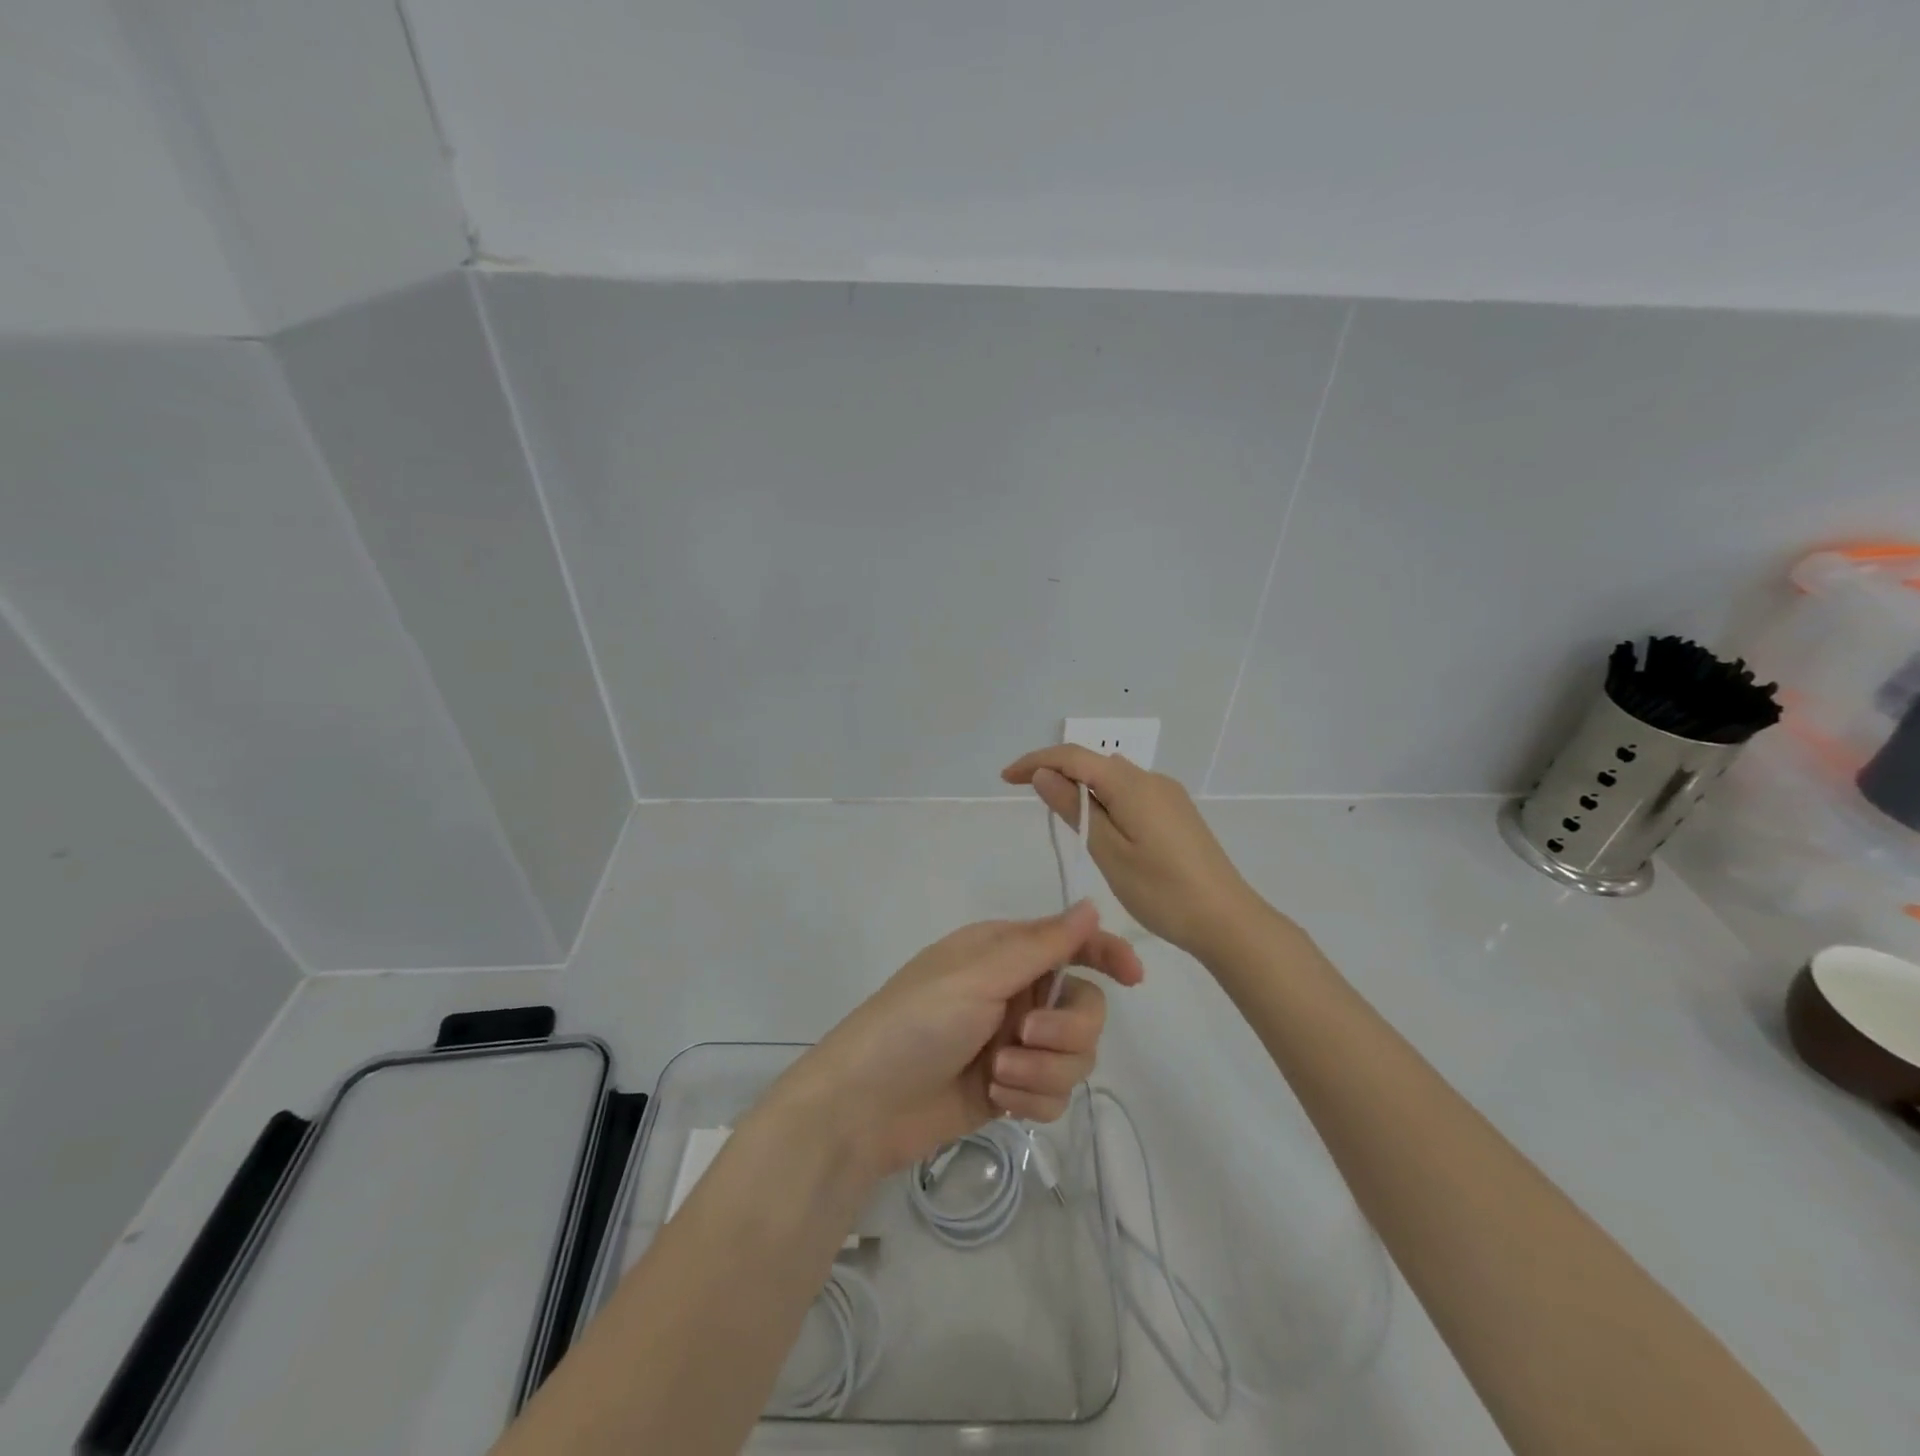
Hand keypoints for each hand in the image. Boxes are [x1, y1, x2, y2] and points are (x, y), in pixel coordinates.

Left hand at [773, 903, 1143, 1176]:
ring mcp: (1015, 1044)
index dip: (1107, 953)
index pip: (1071, 943)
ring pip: (1075, 1055)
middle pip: (1085, 1007)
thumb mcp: (978, 976)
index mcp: (1004, 953)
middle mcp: (1015, 994)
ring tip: (997, 1075)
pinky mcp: (1012, 1089)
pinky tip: (1000, 1101)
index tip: (1133, 977)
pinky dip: (1033, 1099)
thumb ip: (1041, 945)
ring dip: (1043, 1070)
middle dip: (1065, 1028)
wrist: (864, 1105)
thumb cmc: (916, 1023)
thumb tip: (1091, 904)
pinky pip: (1056, 1093)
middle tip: (1025, 1035)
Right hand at [1003, 745, 1261, 960]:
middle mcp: (1151, 779)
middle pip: (1093, 762)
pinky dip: (1104, 800)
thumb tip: (1044, 774)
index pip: (1072, 756)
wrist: (1227, 920)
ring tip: (1060, 817)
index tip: (1005, 779)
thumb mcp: (1109, 852)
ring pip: (1112, 778)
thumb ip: (1075, 809)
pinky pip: (1129, 793)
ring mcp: (1167, 795)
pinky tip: (1099, 828)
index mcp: (1131, 784)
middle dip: (1056, 773)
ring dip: (1081, 787)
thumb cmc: (1162, 891)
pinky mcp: (1176, 813)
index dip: (1035, 761)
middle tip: (1028, 799)